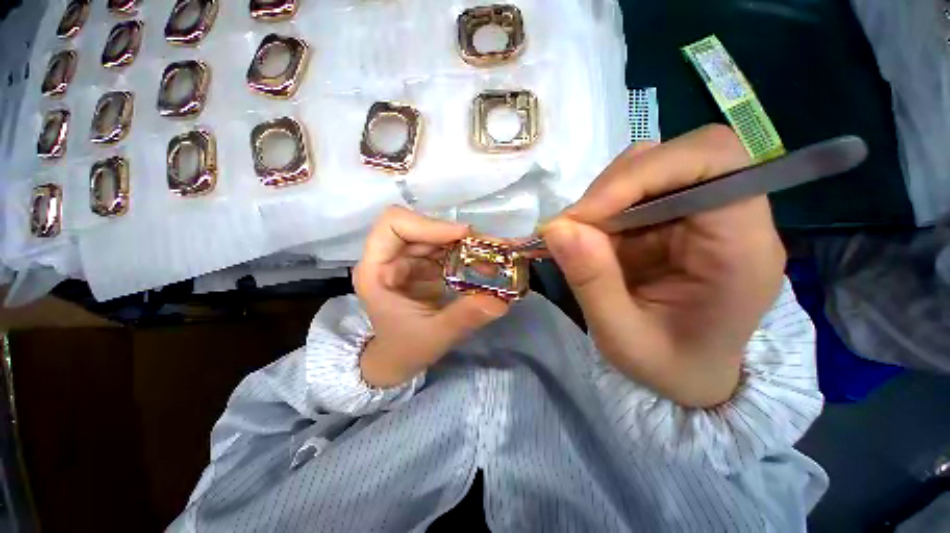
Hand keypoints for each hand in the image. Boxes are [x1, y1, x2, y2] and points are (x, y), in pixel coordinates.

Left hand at [353, 206, 509, 387]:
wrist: (399, 358)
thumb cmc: (406, 348)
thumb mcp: (434, 336)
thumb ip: (464, 317)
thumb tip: (499, 301)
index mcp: (377, 271)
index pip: (393, 225)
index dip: (428, 224)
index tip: (462, 235)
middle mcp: (390, 258)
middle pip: (422, 227)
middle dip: (457, 235)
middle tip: (490, 247)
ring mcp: (407, 260)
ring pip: (437, 236)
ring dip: (466, 243)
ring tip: (493, 254)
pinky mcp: (423, 266)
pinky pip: (445, 250)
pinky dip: (466, 253)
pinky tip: (484, 263)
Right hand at [542, 125, 785, 407]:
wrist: (691, 374)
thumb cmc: (669, 367)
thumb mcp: (623, 339)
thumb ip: (592, 282)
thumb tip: (556, 227)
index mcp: (741, 249)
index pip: (714, 161)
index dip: (643, 174)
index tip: (586, 215)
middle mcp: (731, 218)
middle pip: (678, 156)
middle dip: (614, 187)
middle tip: (573, 228)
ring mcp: (702, 214)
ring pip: (651, 167)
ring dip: (605, 196)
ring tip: (582, 236)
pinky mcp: (676, 218)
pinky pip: (635, 190)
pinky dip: (604, 207)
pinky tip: (593, 237)